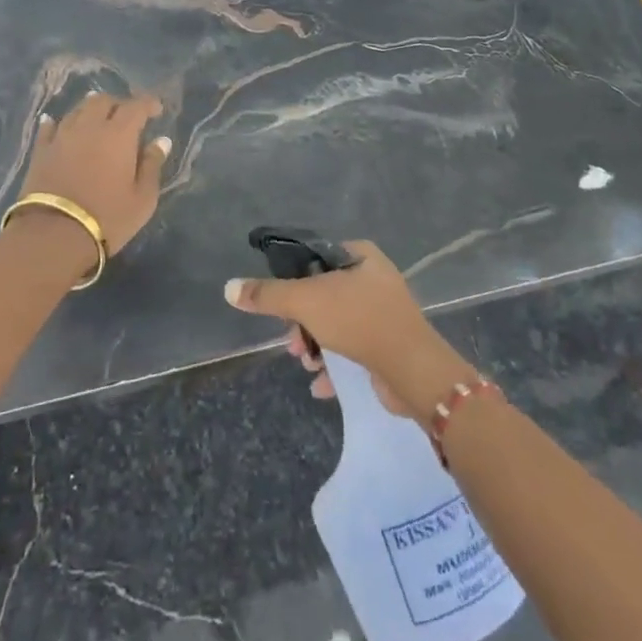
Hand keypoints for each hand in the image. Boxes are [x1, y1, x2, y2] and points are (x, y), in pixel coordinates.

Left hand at [17, 92, 170, 257]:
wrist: (53, 235)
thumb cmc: (108, 218)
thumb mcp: (142, 198)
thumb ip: (152, 165)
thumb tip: (161, 140)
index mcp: (119, 134)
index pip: (136, 106)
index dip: (148, 104)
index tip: (157, 110)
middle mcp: (89, 127)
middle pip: (103, 101)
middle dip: (118, 104)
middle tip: (126, 117)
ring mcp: (62, 137)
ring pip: (77, 110)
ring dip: (90, 110)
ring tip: (98, 118)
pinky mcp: (41, 151)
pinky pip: (49, 128)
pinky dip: (57, 122)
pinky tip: (56, 123)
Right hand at [223, 240, 473, 423]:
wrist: (412, 370)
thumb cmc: (359, 320)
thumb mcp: (306, 302)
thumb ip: (268, 295)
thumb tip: (229, 288)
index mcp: (360, 255)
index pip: (316, 258)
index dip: (294, 279)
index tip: (281, 304)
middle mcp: (374, 278)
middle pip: (323, 294)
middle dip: (302, 322)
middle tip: (293, 343)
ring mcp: (384, 312)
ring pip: (336, 323)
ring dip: (316, 345)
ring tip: (308, 364)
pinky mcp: (388, 344)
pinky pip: (353, 348)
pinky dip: (335, 365)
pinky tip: (322, 385)